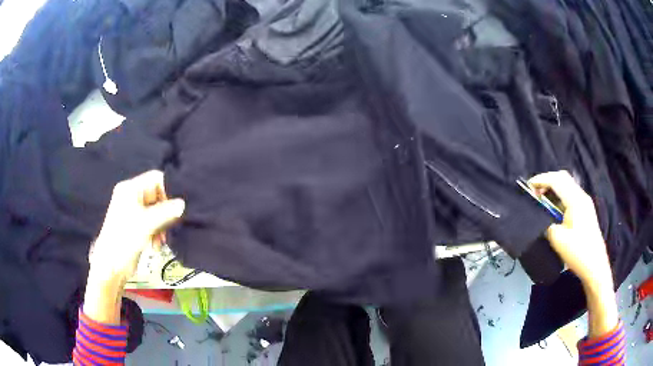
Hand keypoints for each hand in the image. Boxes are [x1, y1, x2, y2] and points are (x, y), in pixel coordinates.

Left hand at [89, 170, 184, 285]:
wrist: (112, 265)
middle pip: (156, 196)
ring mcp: (132, 211)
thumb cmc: (125, 238)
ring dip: (161, 225)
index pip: (155, 179)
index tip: (176, 207)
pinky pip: (151, 222)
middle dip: (164, 212)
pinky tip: (155, 244)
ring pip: (156, 211)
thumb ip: (166, 212)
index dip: (167, 191)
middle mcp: (131, 196)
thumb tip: (182, 204)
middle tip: (169, 226)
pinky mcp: (135, 225)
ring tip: (160, 239)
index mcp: (130, 189)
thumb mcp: (147, 223)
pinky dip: (156, 232)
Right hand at [528, 171, 612, 289]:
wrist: (595, 265)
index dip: (541, 180)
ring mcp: (585, 202)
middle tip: (535, 192)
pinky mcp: (586, 210)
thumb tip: (540, 216)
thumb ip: (546, 223)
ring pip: (567, 185)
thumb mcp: (557, 239)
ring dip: (554, 188)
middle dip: (547, 180)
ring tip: (542, 200)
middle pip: (563, 177)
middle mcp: (581, 196)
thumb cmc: (577, 251)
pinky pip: (571, 194)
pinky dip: (560, 195)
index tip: (527, 186)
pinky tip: (554, 208)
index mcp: (575, 200)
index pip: (556, 180)